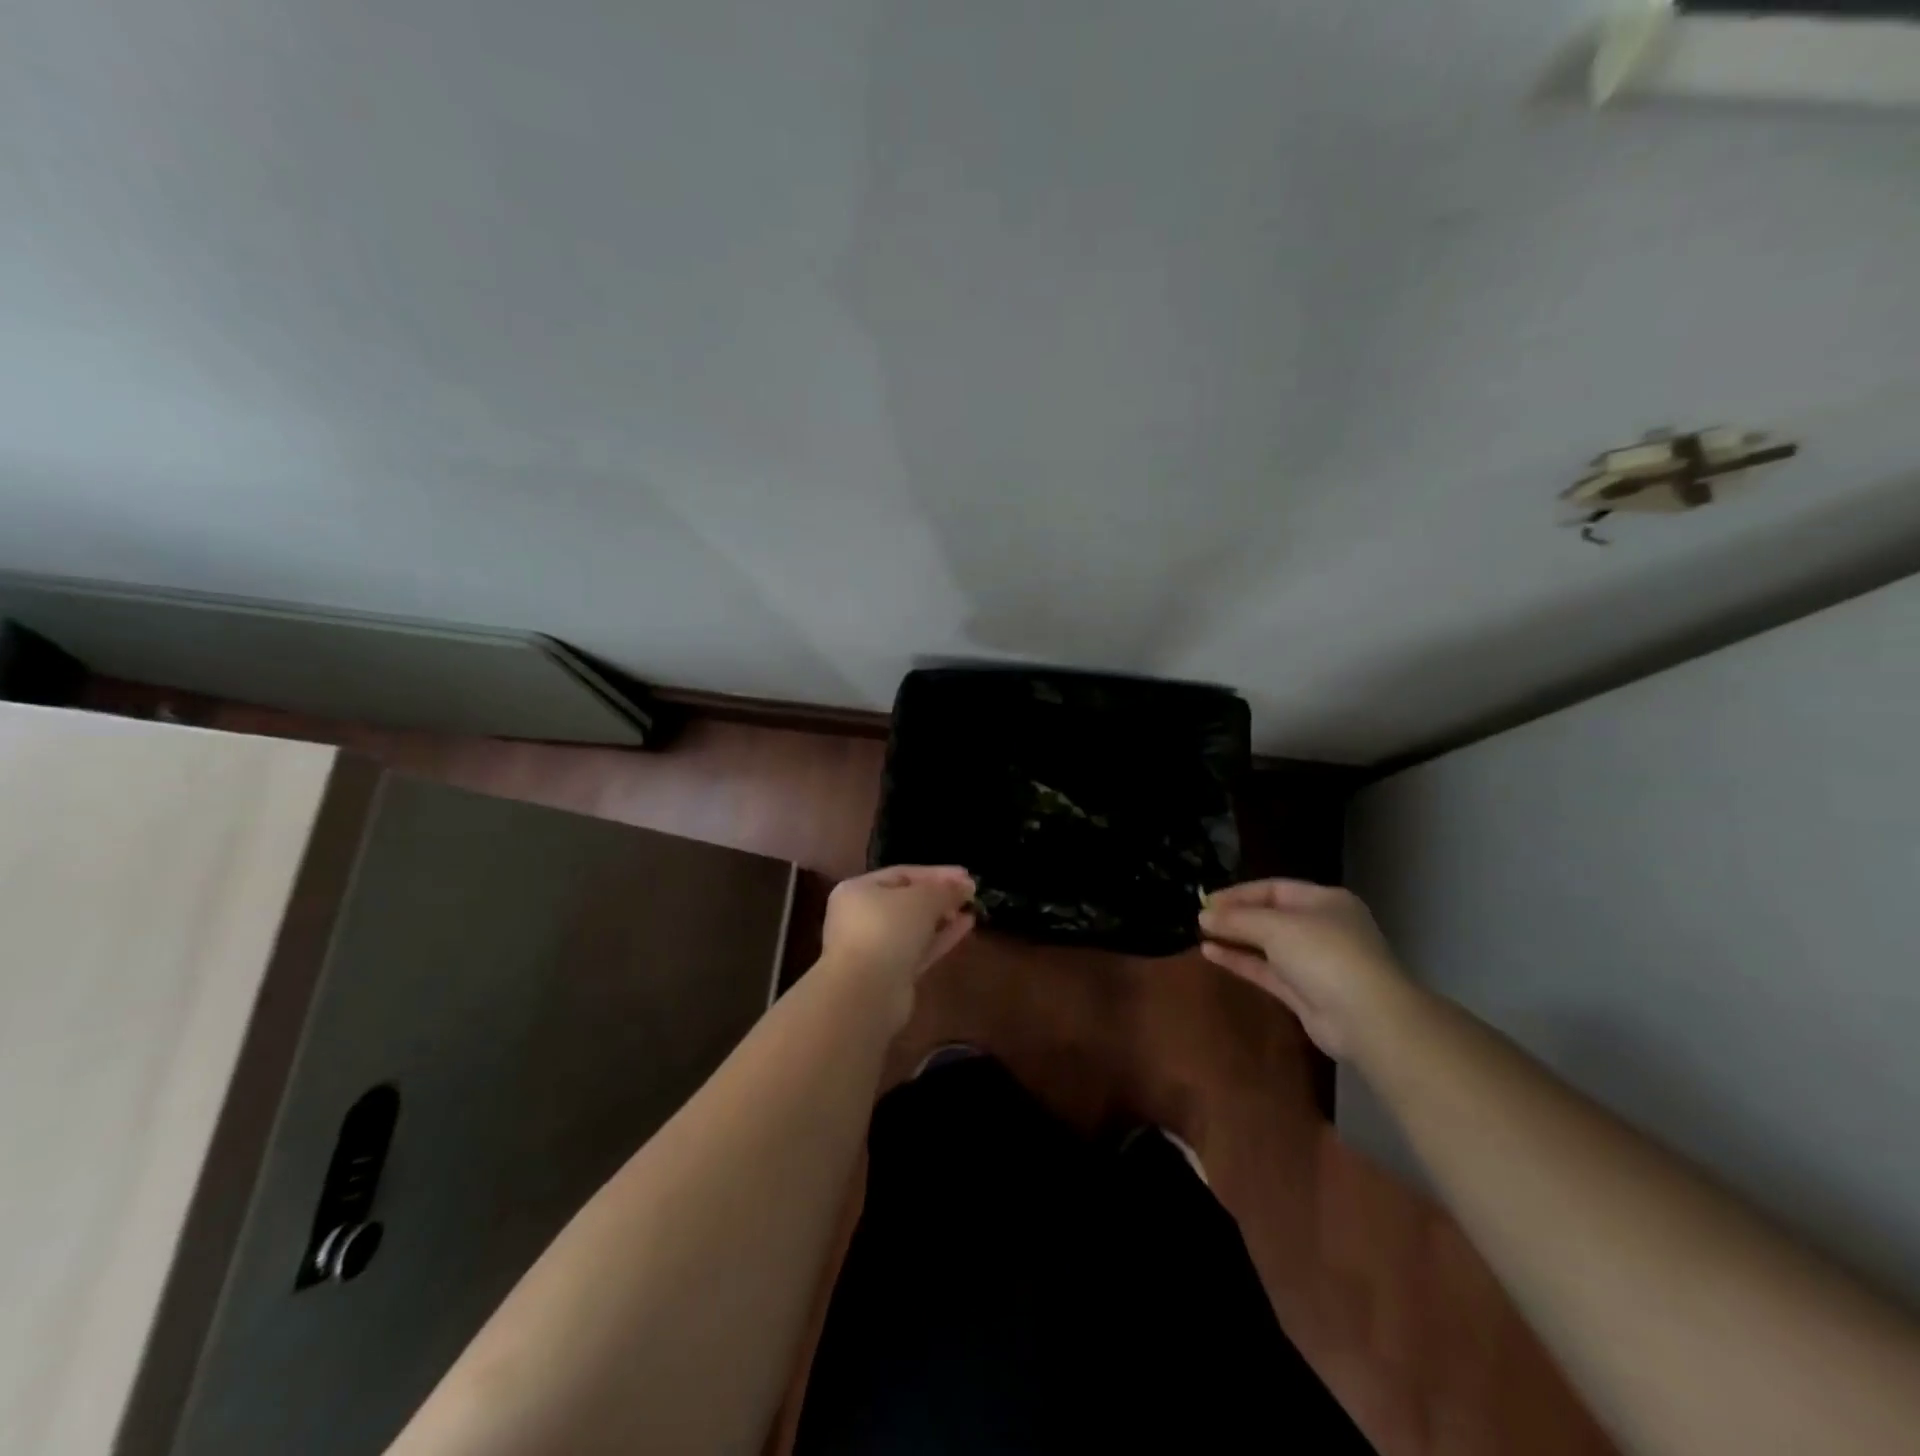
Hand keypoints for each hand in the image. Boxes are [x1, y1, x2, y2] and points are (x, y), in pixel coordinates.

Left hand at [821, 865, 976, 985]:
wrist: (866, 993)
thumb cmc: (887, 930)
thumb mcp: (921, 899)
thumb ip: (946, 889)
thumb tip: (965, 885)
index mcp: (858, 890)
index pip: (902, 874)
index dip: (936, 873)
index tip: (967, 875)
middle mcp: (861, 917)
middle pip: (906, 901)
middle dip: (939, 896)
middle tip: (970, 894)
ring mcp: (875, 948)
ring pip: (914, 927)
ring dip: (942, 918)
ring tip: (971, 909)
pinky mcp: (890, 974)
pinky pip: (918, 949)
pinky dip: (940, 938)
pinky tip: (966, 927)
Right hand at [1197, 880, 1411, 1058]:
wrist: (1367, 1018)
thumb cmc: (1325, 955)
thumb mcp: (1276, 927)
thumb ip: (1237, 919)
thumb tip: (1204, 915)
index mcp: (1324, 901)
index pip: (1274, 889)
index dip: (1239, 893)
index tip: (1207, 901)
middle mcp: (1321, 928)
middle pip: (1270, 916)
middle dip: (1236, 916)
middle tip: (1201, 918)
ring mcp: (1313, 962)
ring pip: (1266, 945)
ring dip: (1235, 939)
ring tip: (1200, 934)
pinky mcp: (1303, 993)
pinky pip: (1266, 970)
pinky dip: (1241, 961)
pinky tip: (1211, 954)